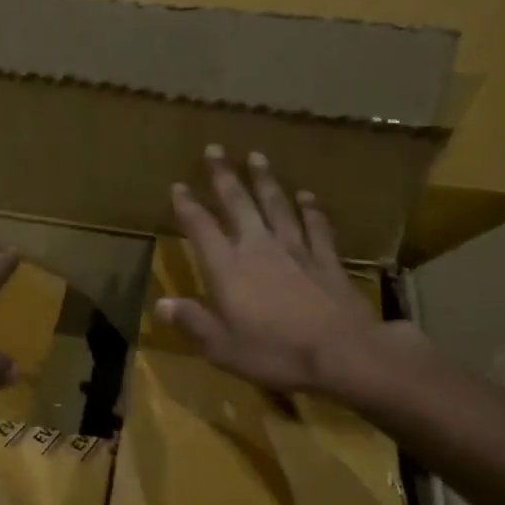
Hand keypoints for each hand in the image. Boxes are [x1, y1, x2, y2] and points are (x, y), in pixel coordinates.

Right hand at [157, 147, 410, 395]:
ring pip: (276, 206)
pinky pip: (316, 226)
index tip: (178, 186)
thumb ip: (193, 322)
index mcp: (228, 269)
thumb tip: (161, 303)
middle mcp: (258, 248)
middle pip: (238, 204)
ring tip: (256, 157)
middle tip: (214, 150)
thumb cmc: (276, 353)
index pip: (201, 228)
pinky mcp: (326, 259)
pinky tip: (306, 195)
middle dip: (224, 176)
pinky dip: (310, 209)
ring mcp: (296, 250)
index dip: (187, 206)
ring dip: (265, 181)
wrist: (343, 354)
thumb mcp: (223, 348)